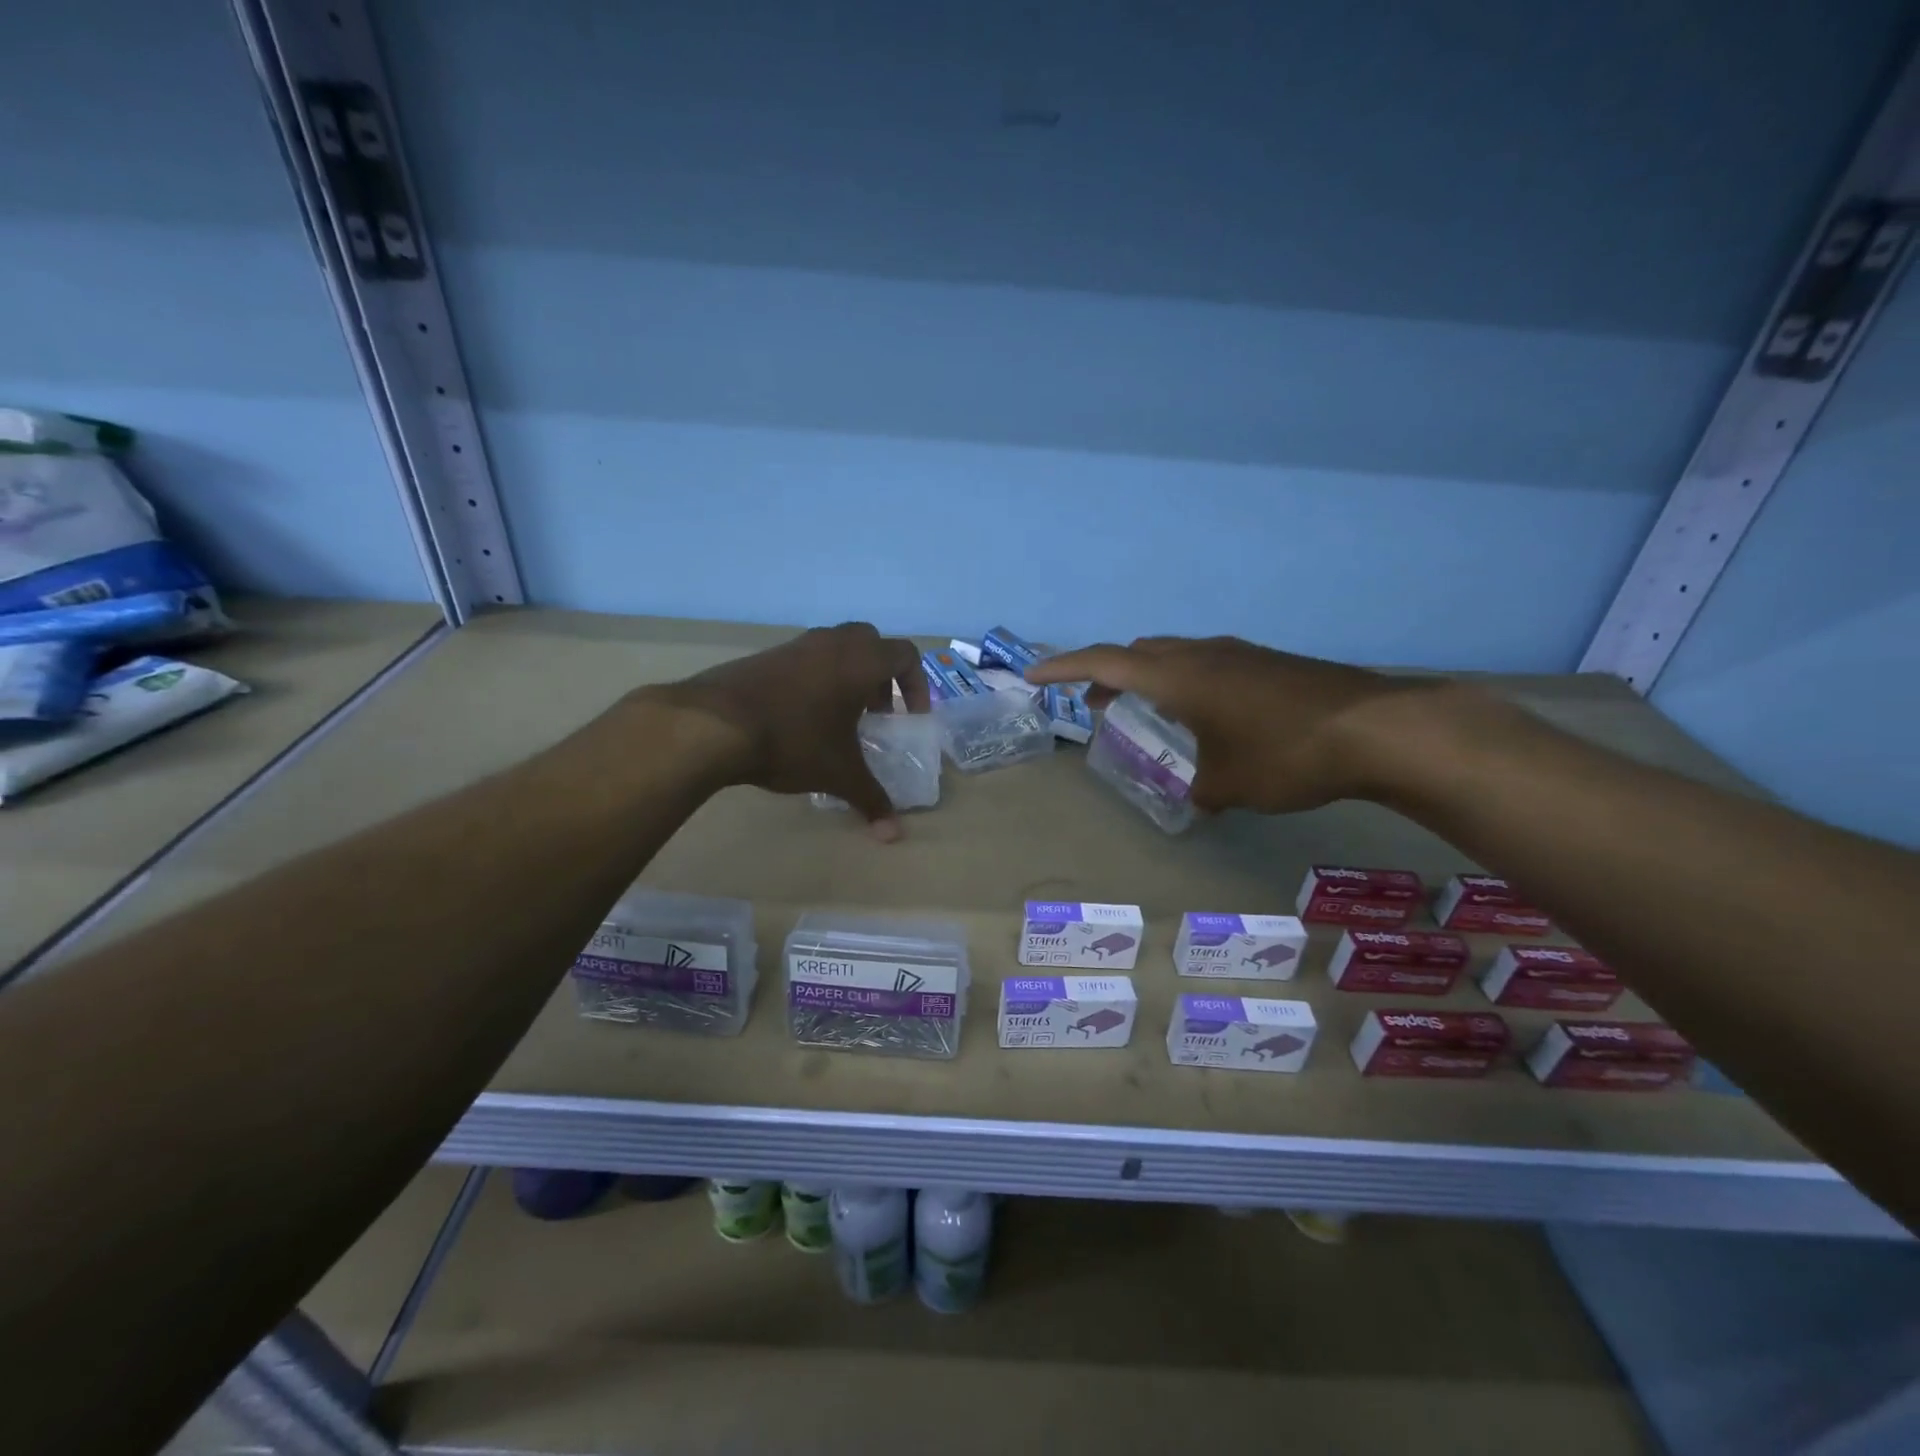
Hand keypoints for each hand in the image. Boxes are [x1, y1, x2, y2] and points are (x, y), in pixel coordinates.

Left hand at [640, 622, 928, 837]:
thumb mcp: (838, 774)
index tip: (909, 717)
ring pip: (835, 648)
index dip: (916, 685)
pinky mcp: (764, 656)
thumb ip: (871, 799)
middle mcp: (831, 643)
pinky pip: (804, 659)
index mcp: (860, 661)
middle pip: (871, 642)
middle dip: (881, 676)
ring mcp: (794, 645)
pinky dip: (815, 679)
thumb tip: (894, 836)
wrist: (715, 724)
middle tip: (875, 711)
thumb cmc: (794, 741)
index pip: (905, 655)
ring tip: (838, 717)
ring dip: (846, 676)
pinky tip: (801, 717)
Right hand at [1028, 636, 1422, 813]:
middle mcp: (1202, 653)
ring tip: (1143, 711)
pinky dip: (1184, 681)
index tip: (1033, 677)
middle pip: (1137, 654)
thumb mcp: (1230, 784)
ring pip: (1173, 655)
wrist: (1377, 728)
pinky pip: (1206, 663)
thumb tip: (1197, 793)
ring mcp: (1238, 653)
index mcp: (1178, 676)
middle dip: (1106, 676)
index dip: (1063, 668)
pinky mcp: (1267, 662)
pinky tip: (1204, 713)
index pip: (1104, 663)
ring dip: (1147, 678)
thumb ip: (1199, 789)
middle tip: (1093, 706)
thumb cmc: (1286, 754)